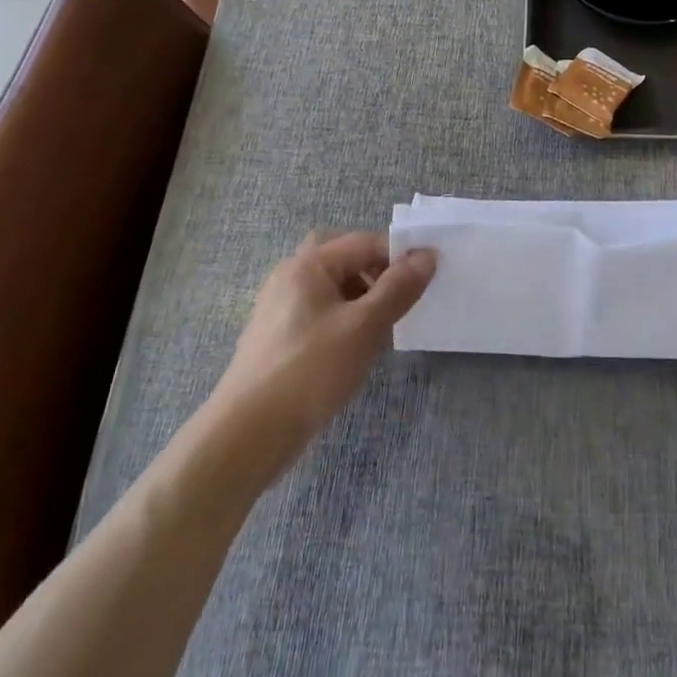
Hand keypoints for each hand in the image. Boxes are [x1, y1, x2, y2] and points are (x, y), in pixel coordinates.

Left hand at [206, 232, 435, 480]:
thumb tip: (427, 255)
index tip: (429, 276)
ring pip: (330, 285)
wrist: (247, 434)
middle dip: (374, 269)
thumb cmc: (310, 370)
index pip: (364, 242)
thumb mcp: (364, 327)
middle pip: (341, 256)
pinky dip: (343, 317)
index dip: (399, 254)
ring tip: (383, 324)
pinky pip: (318, 311)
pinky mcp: (278, 337)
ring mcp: (279, 308)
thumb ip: (398, 288)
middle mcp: (289, 276)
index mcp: (308, 265)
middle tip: (399, 293)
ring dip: (360, 294)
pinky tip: (355, 347)